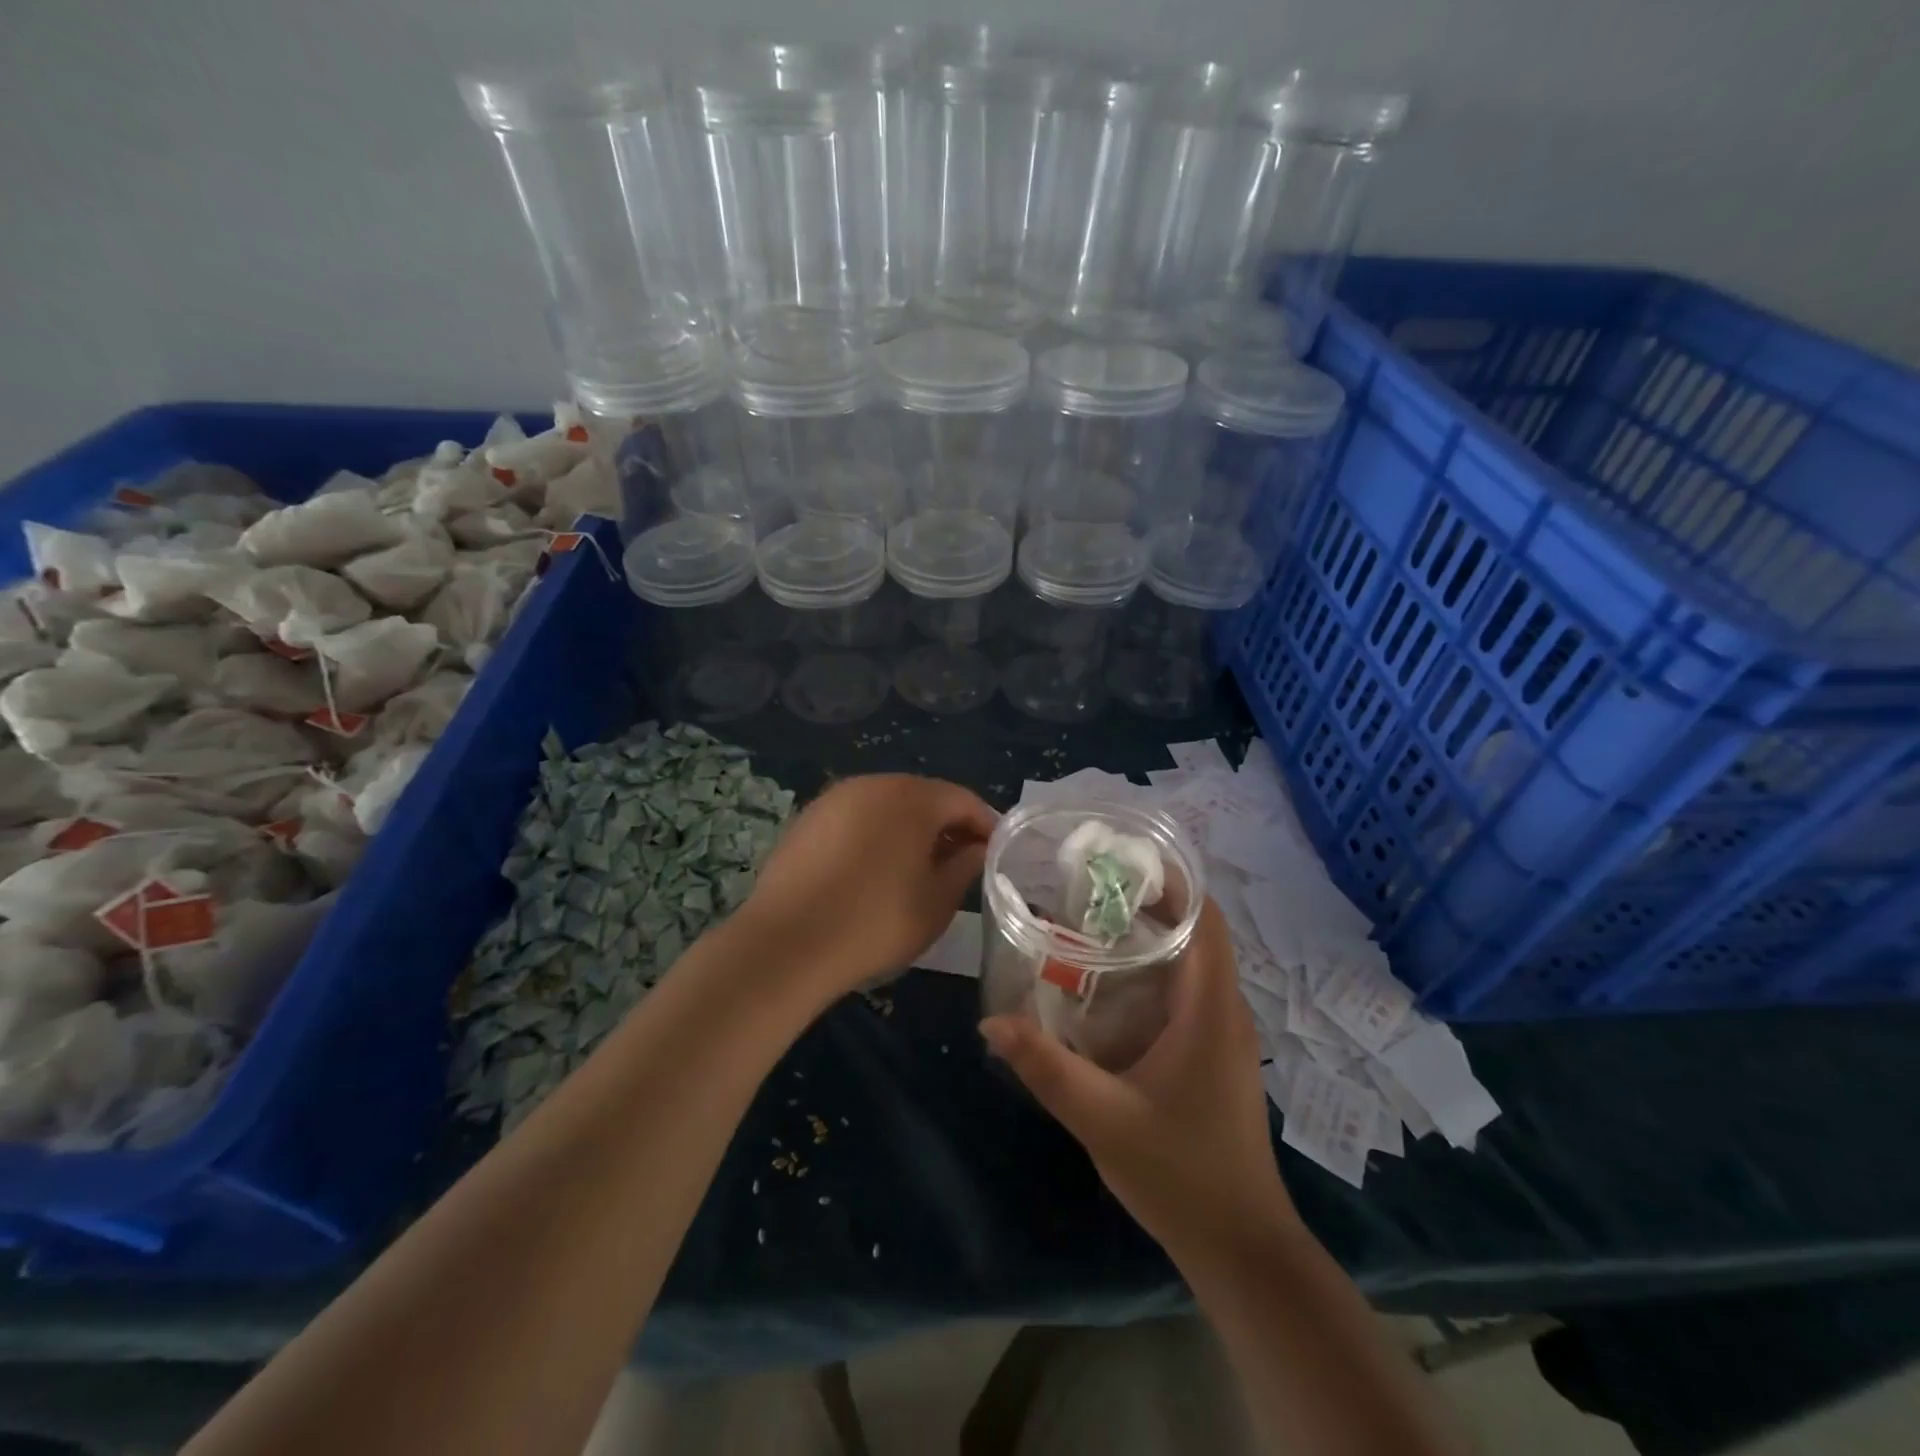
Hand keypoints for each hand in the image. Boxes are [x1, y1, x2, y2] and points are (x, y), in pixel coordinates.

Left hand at [736, 775, 995, 1004]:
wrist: (788, 943)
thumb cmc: (876, 921)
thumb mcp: (936, 902)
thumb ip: (964, 867)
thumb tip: (976, 849)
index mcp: (912, 797)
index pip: (962, 800)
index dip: (984, 824)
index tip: (995, 852)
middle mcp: (873, 785)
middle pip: (923, 796)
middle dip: (946, 824)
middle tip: (960, 860)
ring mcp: (835, 799)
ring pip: (886, 806)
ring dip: (909, 828)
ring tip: (918, 867)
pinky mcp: (807, 819)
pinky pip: (855, 818)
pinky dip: (874, 835)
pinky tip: (873, 869)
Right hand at [980, 899, 1294, 1259]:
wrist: (1240, 1247)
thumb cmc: (1180, 1173)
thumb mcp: (1102, 1118)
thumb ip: (1045, 1067)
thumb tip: (990, 1021)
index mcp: (1210, 1010)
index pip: (1206, 921)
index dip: (1174, 882)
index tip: (1122, 862)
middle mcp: (1224, 1012)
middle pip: (1196, 934)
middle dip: (1148, 904)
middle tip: (1088, 891)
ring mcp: (1223, 1036)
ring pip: (1191, 965)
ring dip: (1150, 939)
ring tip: (1089, 925)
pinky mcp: (1213, 1057)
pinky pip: (1186, 994)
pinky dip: (1152, 974)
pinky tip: (1107, 988)